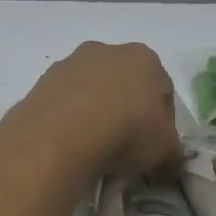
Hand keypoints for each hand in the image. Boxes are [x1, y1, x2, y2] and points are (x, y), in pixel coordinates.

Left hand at [17, 42, 181, 179]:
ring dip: (95, 113)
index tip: (154, 148)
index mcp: (144, 58)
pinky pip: (64, 102)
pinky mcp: (42, 81)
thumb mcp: (164, 150)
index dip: (163, 123)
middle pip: (124, 86)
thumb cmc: (126, 132)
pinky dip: (69, 119)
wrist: (62, 134)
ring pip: (91, 91)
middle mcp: (107, 51)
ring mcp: (70, 63)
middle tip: (124, 146)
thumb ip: (172, 154)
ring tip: (94, 148)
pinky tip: (70, 143)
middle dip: (126, 112)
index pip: (163, 91)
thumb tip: (169, 165)